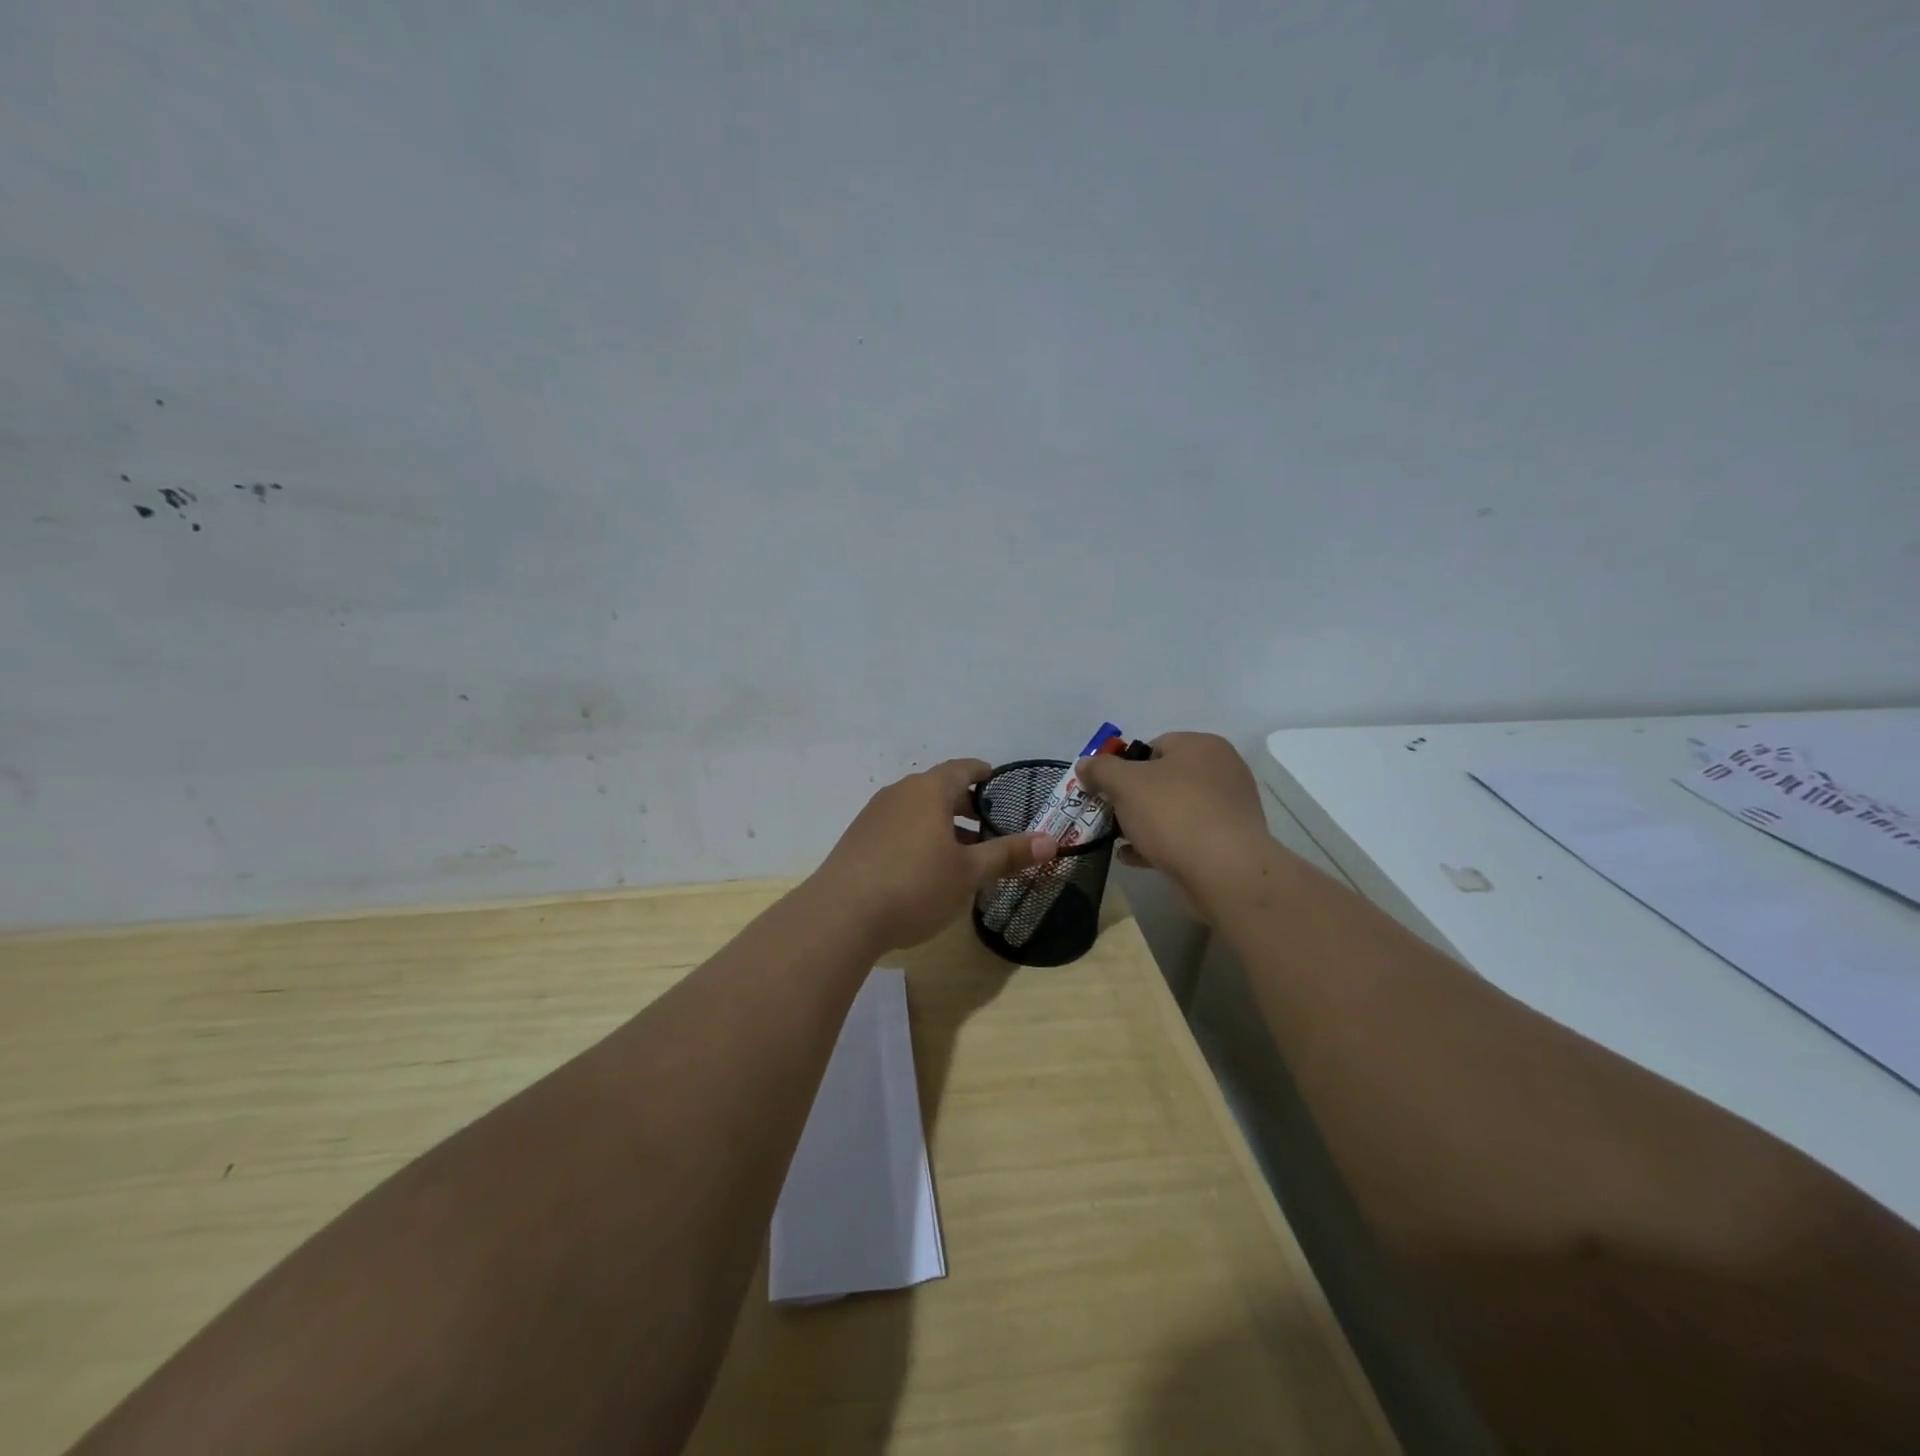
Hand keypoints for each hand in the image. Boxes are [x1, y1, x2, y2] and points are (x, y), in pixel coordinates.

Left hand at [812, 759, 1056, 952]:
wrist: (841, 914)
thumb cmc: (915, 885)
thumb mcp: (969, 873)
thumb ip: (1008, 854)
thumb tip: (1051, 841)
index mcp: (929, 790)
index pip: (962, 768)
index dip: (983, 773)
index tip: (998, 782)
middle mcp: (899, 793)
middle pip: (938, 789)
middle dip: (965, 805)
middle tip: (990, 825)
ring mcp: (874, 815)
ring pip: (917, 810)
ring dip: (942, 824)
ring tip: (962, 852)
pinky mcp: (858, 839)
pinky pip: (898, 827)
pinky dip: (918, 837)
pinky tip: (925, 868)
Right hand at [1075, 733, 1272, 919]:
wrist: (1224, 871)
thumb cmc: (1173, 813)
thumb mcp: (1124, 784)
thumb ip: (1100, 770)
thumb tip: (1084, 765)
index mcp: (1202, 746)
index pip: (1153, 745)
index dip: (1124, 766)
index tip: (1106, 790)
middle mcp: (1221, 770)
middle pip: (1163, 779)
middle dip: (1133, 798)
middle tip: (1111, 816)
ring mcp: (1228, 808)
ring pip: (1174, 810)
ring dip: (1144, 823)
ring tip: (1119, 841)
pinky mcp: (1229, 842)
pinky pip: (1186, 836)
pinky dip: (1160, 844)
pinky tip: (1135, 858)